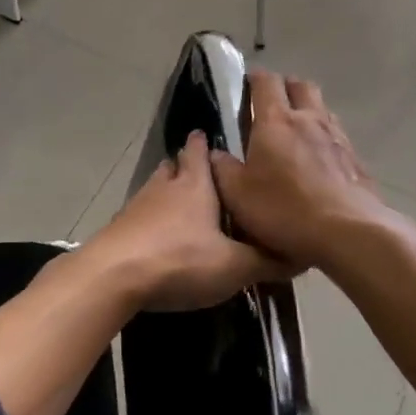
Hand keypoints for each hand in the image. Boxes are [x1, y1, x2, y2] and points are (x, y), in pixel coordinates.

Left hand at [82, 132, 292, 311]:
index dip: (204, 143)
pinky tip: (159, 237)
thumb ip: (266, 261)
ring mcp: (136, 206)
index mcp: (195, 185)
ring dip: (167, 192)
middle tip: (201, 174)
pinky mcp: (118, 228)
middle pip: (174, 166)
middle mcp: (164, 186)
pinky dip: (151, 220)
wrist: (113, 276)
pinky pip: (139, 216)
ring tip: (183, 205)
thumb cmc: (180, 259)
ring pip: (155, 188)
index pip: (199, 151)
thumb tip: (302, 256)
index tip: (210, 138)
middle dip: (186, 166)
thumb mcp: (233, 266)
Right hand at [210, 72, 406, 271]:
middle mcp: (309, 119)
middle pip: (300, 85)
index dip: (255, 78)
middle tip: (271, 103)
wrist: (347, 232)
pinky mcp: (355, 158)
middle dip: (285, 87)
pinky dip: (324, 136)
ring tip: (295, 130)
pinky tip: (318, 158)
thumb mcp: (238, 195)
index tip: (245, 85)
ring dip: (307, 110)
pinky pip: (337, 134)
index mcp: (276, 121)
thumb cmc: (284, 209)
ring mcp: (337, 137)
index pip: (266, 82)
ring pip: (322, 107)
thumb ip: (222, 169)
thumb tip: (215, 152)